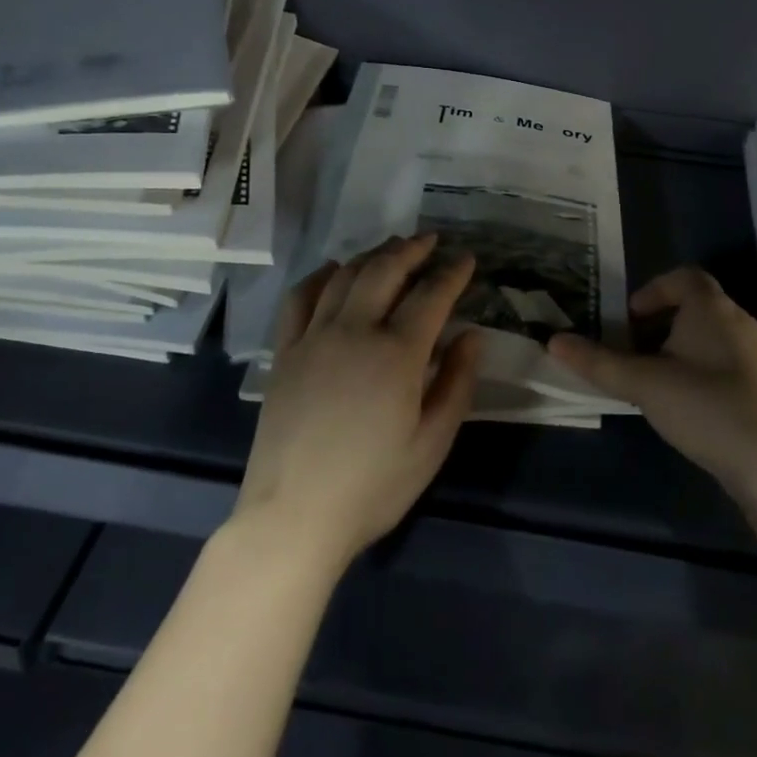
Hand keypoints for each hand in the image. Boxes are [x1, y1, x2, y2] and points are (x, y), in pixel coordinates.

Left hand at [235, 233, 480, 568]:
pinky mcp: (285, 353)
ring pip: (345, 277)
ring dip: (372, 255)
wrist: (294, 516)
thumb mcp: (432, 443)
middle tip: (430, 240)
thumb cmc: (373, 485)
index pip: (431, 296)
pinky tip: (333, 271)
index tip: (466, 258)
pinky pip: (300, 298)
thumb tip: (471, 336)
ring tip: (391, 248)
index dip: (452, 273)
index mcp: (397, 354)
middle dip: (412, 249)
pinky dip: (320, 276)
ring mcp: (314, 338)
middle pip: (385, 271)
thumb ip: (456, 383)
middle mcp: (354, 331)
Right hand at [549, 266, 756, 503]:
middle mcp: (739, 321)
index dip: (652, 291)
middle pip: (696, 304)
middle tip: (633, 351)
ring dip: (680, 347)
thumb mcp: (643, 384)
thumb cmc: (706, 408)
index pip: (683, 277)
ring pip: (711, 334)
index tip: (629, 321)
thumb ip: (597, 362)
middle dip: (660, 322)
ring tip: (656, 379)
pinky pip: (726, 360)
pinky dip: (702, 368)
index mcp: (712, 308)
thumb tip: (553, 340)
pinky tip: (689, 404)